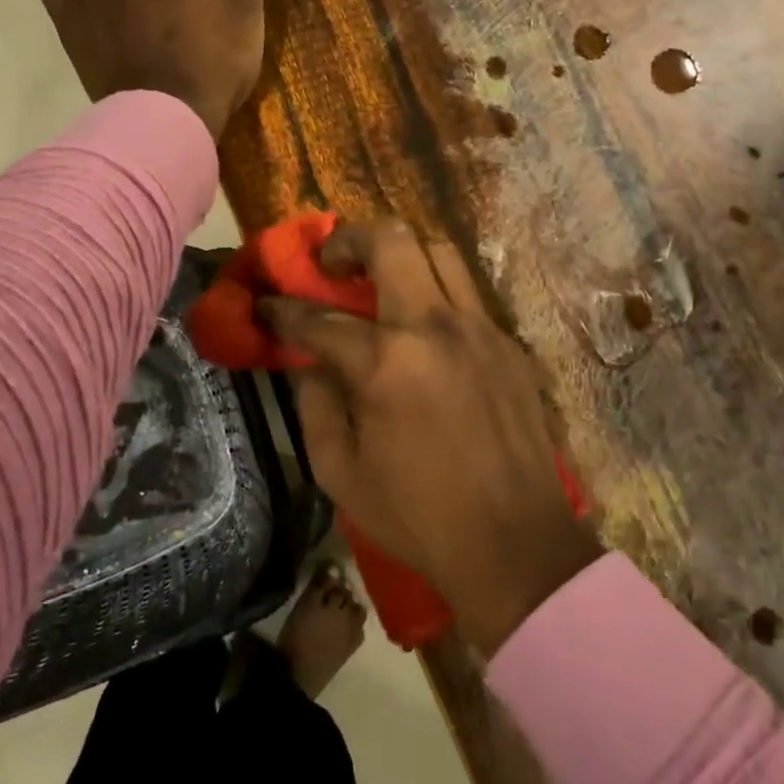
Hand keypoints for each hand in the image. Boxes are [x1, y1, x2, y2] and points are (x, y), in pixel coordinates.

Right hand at [263, 221, 602, 654]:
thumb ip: (316, 406)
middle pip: (392, 241)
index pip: (319, 318)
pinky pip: (468, 295)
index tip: (266, 306)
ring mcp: (481, 329)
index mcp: (386, 363)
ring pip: (439, 251)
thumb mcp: (340, 473)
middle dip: (349, 240)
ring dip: (401, 255)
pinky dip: (437, 295)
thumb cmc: (419, 516)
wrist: (516, 544)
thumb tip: (312, 365)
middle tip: (332, 264)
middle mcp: (435, 327)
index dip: (283, 310)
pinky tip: (426, 332)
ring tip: (380, 282)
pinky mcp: (510, 344)